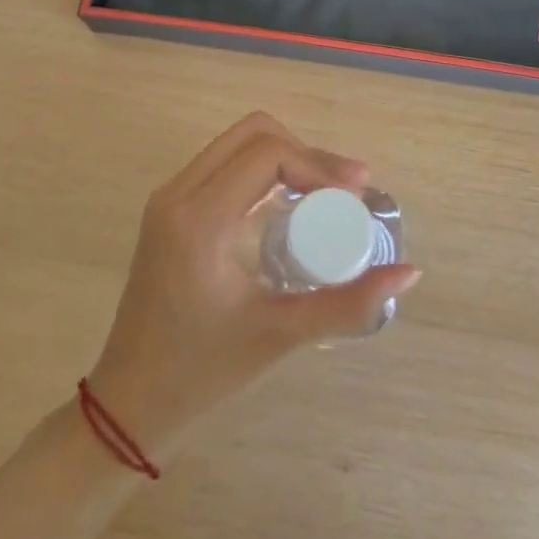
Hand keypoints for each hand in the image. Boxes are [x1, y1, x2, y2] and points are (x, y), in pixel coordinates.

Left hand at [86, 113, 420, 459]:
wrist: (129, 404)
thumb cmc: (203, 373)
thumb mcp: (280, 334)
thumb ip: (348, 303)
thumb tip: (410, 273)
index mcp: (200, 219)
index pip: (267, 154)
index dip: (318, 163)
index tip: (355, 193)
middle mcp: (178, 193)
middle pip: (253, 133)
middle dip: (305, 152)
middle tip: (346, 187)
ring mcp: (169, 198)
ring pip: (236, 143)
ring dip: (284, 156)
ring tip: (325, 193)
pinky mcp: (169, 209)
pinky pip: (223, 164)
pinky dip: (262, 170)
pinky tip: (290, 203)